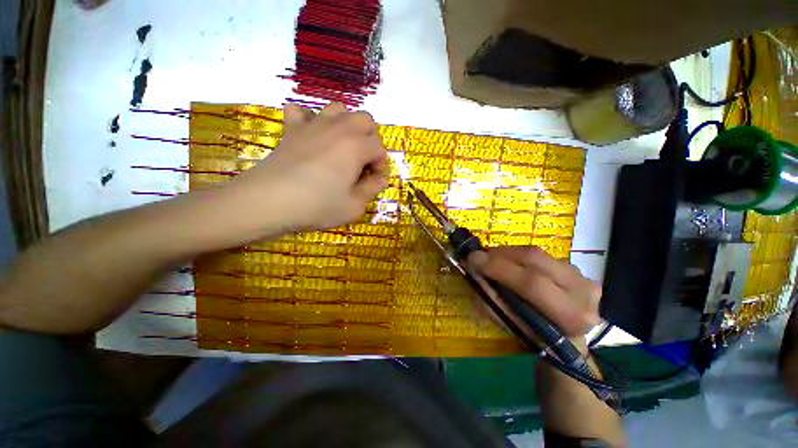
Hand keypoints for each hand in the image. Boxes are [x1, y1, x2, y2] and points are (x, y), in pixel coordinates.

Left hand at [227, 102, 388, 235]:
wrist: (269, 201)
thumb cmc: (317, 205)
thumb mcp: (354, 206)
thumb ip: (372, 189)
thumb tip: (379, 178)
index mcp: (356, 146)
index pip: (380, 149)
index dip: (381, 166)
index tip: (374, 181)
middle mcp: (339, 128)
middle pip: (365, 120)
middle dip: (370, 140)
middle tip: (362, 163)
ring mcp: (313, 124)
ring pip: (339, 109)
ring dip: (347, 125)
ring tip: (342, 147)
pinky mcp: (292, 128)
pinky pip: (301, 111)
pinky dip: (310, 120)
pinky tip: (311, 136)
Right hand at [468, 246, 601, 336]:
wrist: (568, 339)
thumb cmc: (536, 337)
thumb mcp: (510, 325)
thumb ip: (490, 298)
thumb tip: (473, 271)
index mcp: (570, 316)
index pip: (531, 283)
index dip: (499, 268)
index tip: (473, 259)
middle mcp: (583, 291)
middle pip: (535, 260)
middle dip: (501, 255)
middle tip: (479, 255)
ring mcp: (582, 276)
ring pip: (537, 253)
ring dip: (508, 253)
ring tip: (491, 259)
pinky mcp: (576, 267)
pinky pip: (540, 254)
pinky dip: (519, 255)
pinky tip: (509, 262)